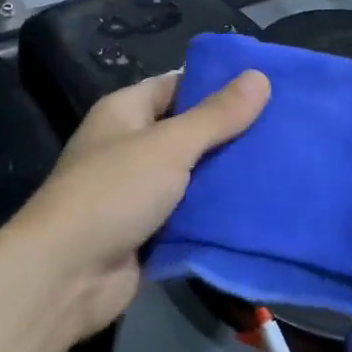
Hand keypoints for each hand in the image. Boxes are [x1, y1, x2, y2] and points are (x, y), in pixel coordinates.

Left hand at [9, 70, 270, 343]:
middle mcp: (129, 146)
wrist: (65, 275)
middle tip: (285, 130)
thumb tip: (259, 76)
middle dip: (230, 133)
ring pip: (191, 176)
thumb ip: (216, 116)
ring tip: (284, 166)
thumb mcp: (169, 146)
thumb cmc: (113, 192)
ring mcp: (136, 192)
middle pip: (187, 132)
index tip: (266, 87)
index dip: (217, 84)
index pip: (177, 85)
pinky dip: (215, 214)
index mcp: (125, 112)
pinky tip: (258, 209)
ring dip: (227, 176)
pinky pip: (188, 215)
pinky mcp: (147, 232)